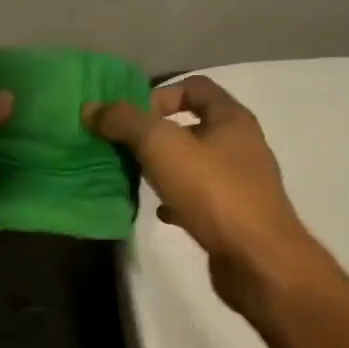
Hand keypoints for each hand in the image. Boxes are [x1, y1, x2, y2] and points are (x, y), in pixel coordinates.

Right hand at [85, 76, 319, 306]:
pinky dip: (175, 200)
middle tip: (124, 147)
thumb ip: (125, 122)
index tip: (131, 118)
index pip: (196, 87)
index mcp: (232, 119)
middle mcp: (241, 145)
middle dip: (156, 133)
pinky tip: (158, 211)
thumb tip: (91, 108)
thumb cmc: (214, 193)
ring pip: (195, 163)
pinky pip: (198, 198)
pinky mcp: (234, 216)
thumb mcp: (162, 147)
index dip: (160, 95)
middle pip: (193, 125)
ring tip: (136, 177)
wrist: (257, 260)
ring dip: (164, 167)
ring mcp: (240, 183)